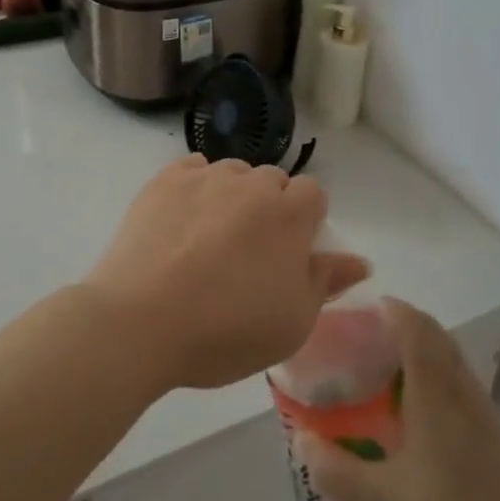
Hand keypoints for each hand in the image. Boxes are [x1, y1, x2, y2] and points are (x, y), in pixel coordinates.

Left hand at [81, 155, 370, 391]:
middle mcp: (250, 184)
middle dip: (269, 208)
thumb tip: (359, 260)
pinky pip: (192, 169)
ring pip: (232, 173)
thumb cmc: (226, 331)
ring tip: (210, 239)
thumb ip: (326, 282)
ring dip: (232, 196)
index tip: (289, 254)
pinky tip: (182, 220)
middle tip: (248, 254)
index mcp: (289, 214)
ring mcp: (203, 178)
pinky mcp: (163, 182)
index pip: (314, 193)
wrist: (140, 323)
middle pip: (272, 181)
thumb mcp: (292, 323)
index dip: (306, 221)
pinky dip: (195, 187)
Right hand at [297, 299, 499, 500]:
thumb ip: (335, 470)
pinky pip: (460, 383)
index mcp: (437, 399)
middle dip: (404, 324)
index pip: (418, 331)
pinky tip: (414, 407)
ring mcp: (483, 416)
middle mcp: (463, 396)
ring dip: (422, 347)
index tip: (362, 306)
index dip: (394, 310)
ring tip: (383, 363)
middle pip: (438, 338)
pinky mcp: (493, 438)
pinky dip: (435, 373)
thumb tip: (300, 439)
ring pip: (452, 360)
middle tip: (364, 334)